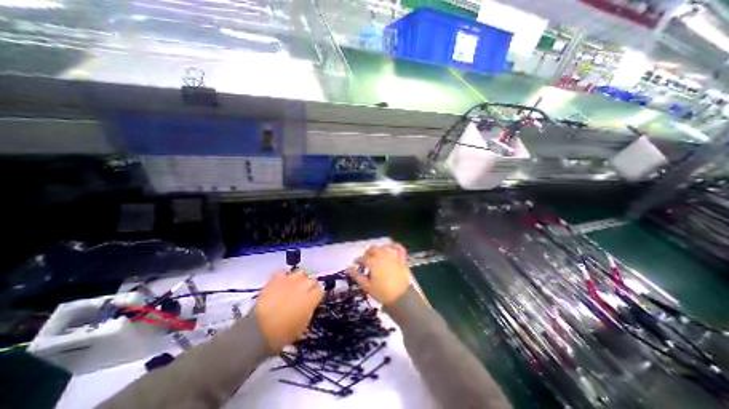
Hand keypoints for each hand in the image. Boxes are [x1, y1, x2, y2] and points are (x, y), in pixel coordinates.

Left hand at [257, 270, 322, 353]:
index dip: (317, 294)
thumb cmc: (283, 334)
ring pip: (300, 272)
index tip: (313, 298)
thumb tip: (310, 305)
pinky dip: (283, 276)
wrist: (258, 331)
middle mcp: (302, 286)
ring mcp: (289, 281)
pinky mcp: (275, 279)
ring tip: (294, 285)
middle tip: (304, 293)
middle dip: (309, 285)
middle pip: (311, 280)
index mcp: (311, 298)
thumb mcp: (302, 327)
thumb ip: (309, 311)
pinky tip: (281, 282)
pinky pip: (283, 272)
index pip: (320, 289)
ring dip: (299, 278)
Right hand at [347, 243, 408, 302]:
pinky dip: (395, 246)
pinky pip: (399, 249)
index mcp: (373, 263)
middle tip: (365, 259)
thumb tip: (348, 268)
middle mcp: (383, 257)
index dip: (358, 260)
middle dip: (367, 253)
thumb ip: (357, 275)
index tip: (355, 264)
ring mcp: (393, 258)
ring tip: (375, 254)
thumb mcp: (367, 286)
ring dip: (378, 249)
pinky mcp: (401, 260)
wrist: (400, 298)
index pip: (363, 258)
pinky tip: (391, 246)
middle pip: (373, 249)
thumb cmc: (382, 293)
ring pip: (384, 248)